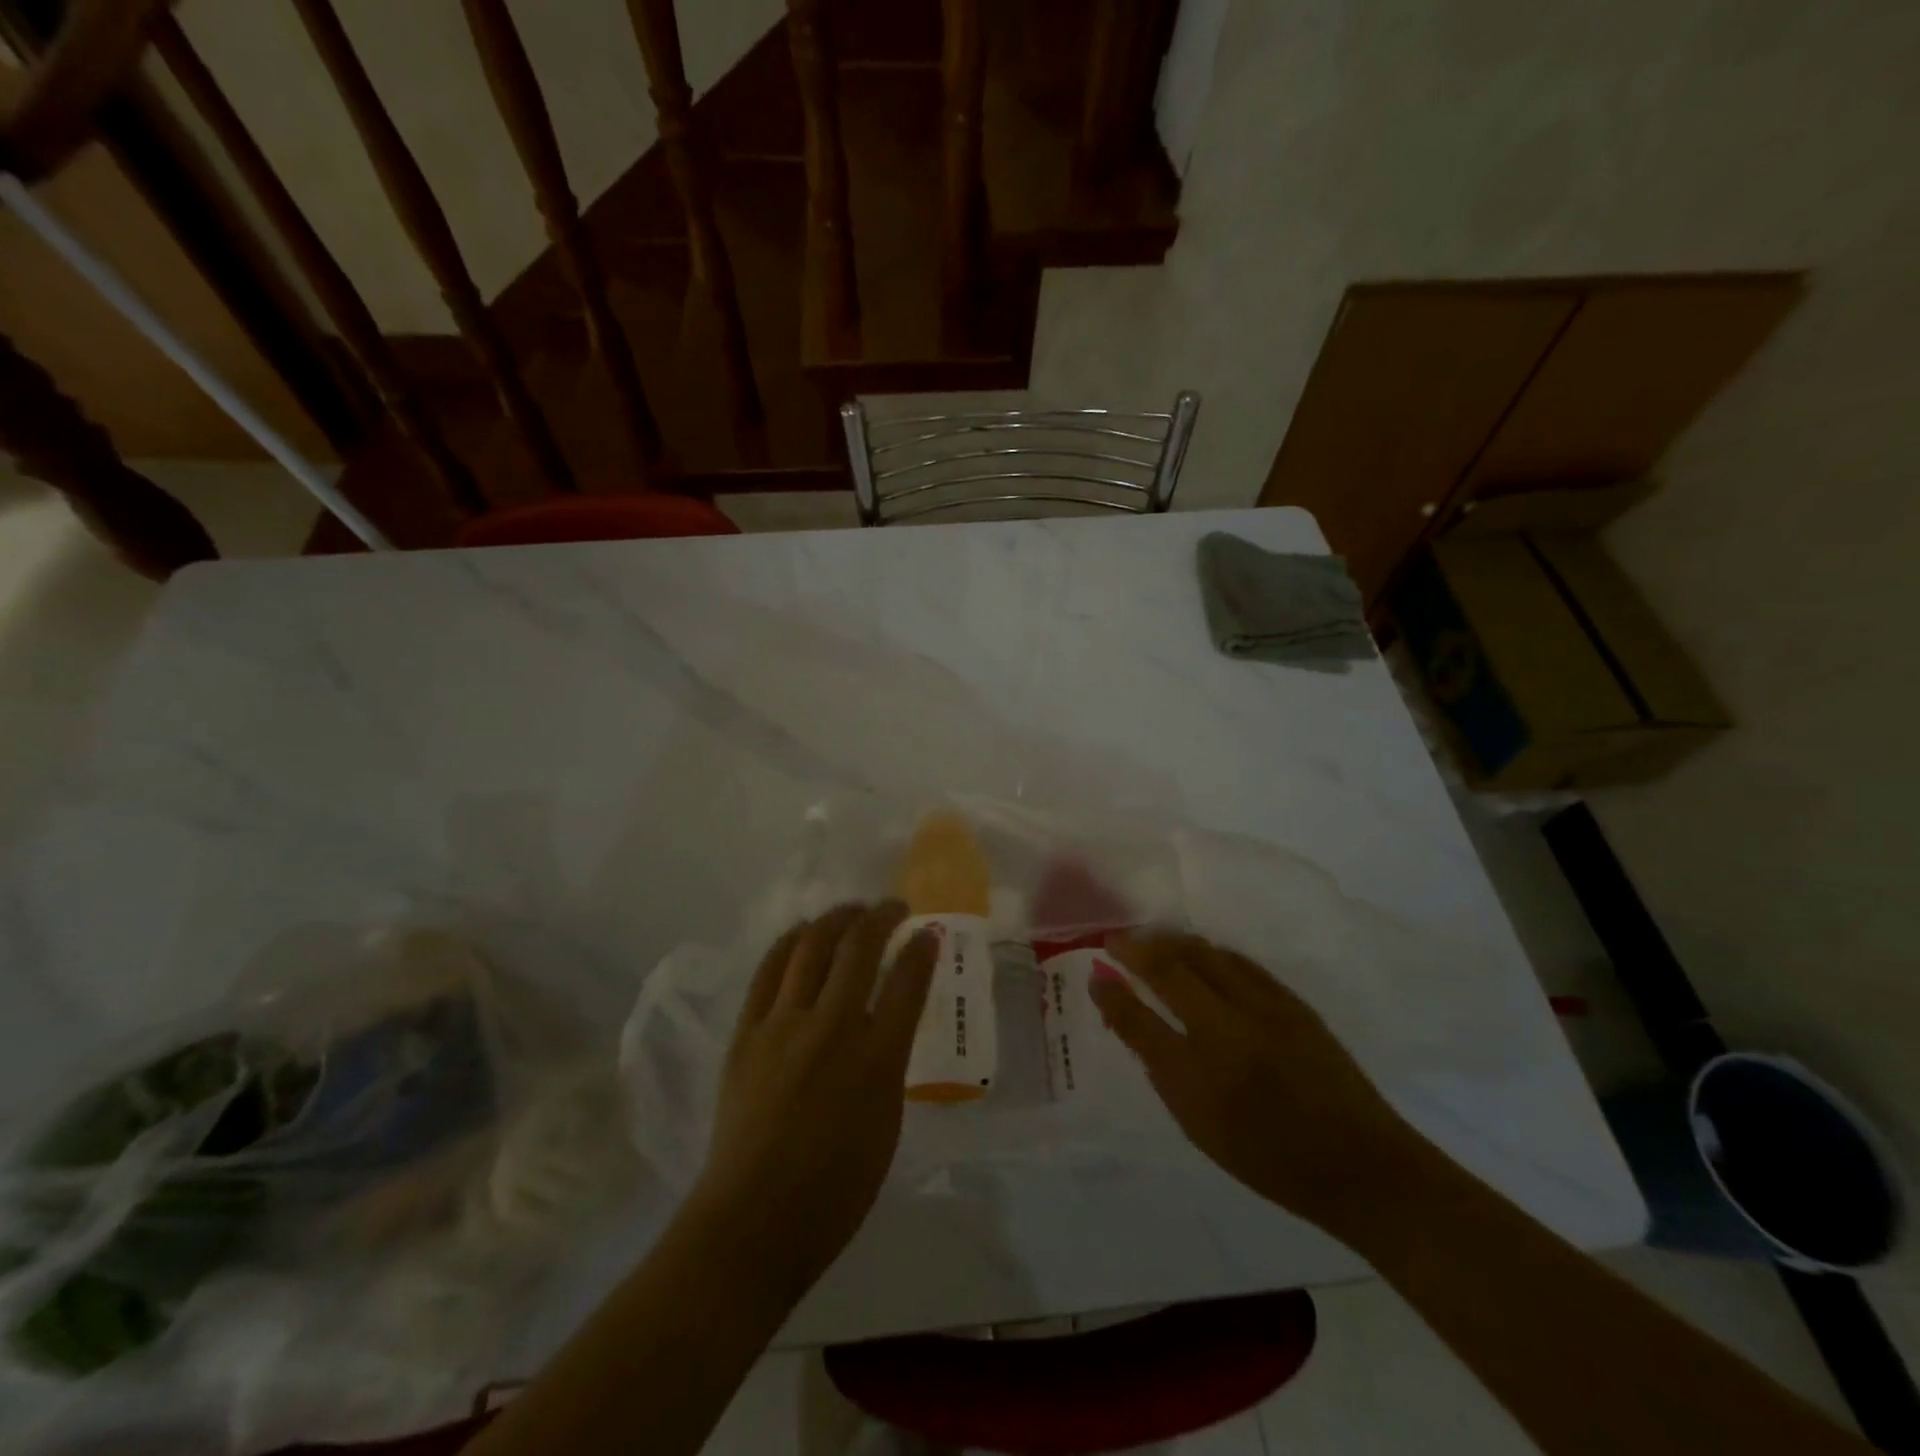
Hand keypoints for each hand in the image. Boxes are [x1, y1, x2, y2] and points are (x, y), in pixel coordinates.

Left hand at [690, 902, 938, 1294]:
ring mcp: (784, 1026)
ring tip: (851, 912)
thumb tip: (887, 1020)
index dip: (921, 950)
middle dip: (881, 918)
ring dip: (837, 919)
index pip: (907, 983)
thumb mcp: (887, 1125)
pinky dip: (791, 942)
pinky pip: (770, 969)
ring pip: (812, 946)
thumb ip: (890, 1063)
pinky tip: (804, 934)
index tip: (927, 932)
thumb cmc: (834, 1190)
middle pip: (859, 949)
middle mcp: (832, 1029)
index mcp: (877, 1061)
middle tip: (892, 908)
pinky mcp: (747, 1032)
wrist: (752, 1222)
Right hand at [1090, 930, 1422, 1234]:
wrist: (1361, 1167)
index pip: (1139, 1021)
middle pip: (1169, 971)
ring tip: (1150, 938)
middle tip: (1114, 940)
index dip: (1112, 994)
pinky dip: (1211, 952)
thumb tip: (1135, 1023)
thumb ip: (1163, 1072)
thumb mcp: (1201, 1129)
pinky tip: (1200, 951)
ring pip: (1205, 955)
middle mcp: (1226, 1033)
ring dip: (1171, 942)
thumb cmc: (1271, 1160)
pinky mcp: (1292, 1002)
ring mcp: (1263, 1010)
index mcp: (1199, 1077)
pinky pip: (1240, 962)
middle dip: (1135, 950)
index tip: (1096, 974)